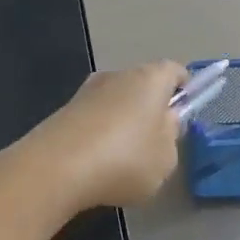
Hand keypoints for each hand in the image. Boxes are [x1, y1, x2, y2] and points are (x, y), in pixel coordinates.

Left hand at [13, 60, 189, 211]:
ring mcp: (86, 91)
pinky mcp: (64, 112)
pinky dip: (100, 135)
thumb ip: (171, 137)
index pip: (175, 71)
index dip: (184, 89)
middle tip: (158, 143)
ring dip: (123, 123)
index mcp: (149, 79)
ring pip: (116, 102)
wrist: (55, 168)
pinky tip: (99, 165)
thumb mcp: (166, 159)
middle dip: (152, 108)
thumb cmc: (125, 160)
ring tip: (125, 160)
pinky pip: (94, 119)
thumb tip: (165, 122)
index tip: (184, 113)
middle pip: (143, 85)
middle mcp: (117, 75)